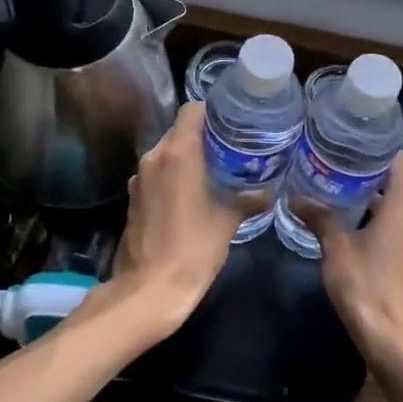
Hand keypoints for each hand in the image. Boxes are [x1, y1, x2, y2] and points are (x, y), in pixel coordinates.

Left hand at [104, 102, 261, 336]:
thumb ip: (248, 199)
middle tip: (234, 144)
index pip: (192, 111)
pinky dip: (175, 175)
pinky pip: (158, 173)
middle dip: (205, 134)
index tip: (235, 120)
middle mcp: (154, 157)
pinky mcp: (133, 198)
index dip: (214, 110)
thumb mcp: (228, 222)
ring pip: (167, 152)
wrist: (148, 291)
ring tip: (217, 167)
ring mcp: (140, 178)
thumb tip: (269, 191)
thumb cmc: (192, 249)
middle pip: (179, 130)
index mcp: (178, 153)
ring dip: (189, 155)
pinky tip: (194, 192)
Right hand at [296, 153, 402, 364]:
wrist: (396, 341)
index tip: (352, 146)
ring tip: (338, 194)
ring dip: (373, 201)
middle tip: (335, 168)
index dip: (379, 150)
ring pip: (398, 207)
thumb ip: (320, 219)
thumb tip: (296, 198)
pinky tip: (352, 227)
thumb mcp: (336, 249)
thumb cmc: (367, 286)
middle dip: (369, 175)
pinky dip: (380, 221)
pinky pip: (400, 228)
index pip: (400, 161)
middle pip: (398, 184)